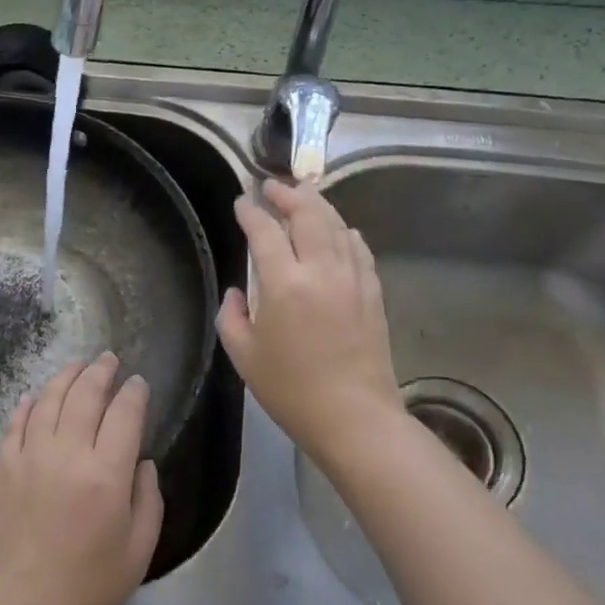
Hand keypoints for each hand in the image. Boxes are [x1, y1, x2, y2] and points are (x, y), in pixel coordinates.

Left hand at [0, 354, 163, 604]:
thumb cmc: (84, 592)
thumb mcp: (136, 554)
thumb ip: (147, 501)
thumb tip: (141, 462)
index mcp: (106, 476)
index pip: (124, 414)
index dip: (134, 393)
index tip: (139, 382)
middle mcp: (67, 454)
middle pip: (85, 395)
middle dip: (100, 372)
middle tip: (109, 360)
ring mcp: (29, 456)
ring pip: (49, 399)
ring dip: (66, 377)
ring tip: (78, 366)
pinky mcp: (2, 467)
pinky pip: (16, 422)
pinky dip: (28, 403)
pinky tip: (35, 396)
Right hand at [217, 179, 406, 468]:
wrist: (354, 417)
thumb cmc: (291, 390)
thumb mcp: (243, 355)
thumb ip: (232, 316)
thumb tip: (238, 293)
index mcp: (284, 284)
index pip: (265, 231)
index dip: (251, 212)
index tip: (242, 202)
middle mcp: (320, 270)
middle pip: (308, 214)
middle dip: (288, 194)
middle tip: (272, 186)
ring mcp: (352, 278)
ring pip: (336, 225)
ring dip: (317, 205)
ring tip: (302, 197)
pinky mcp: (373, 292)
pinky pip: (358, 248)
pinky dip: (344, 232)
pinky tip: (338, 231)